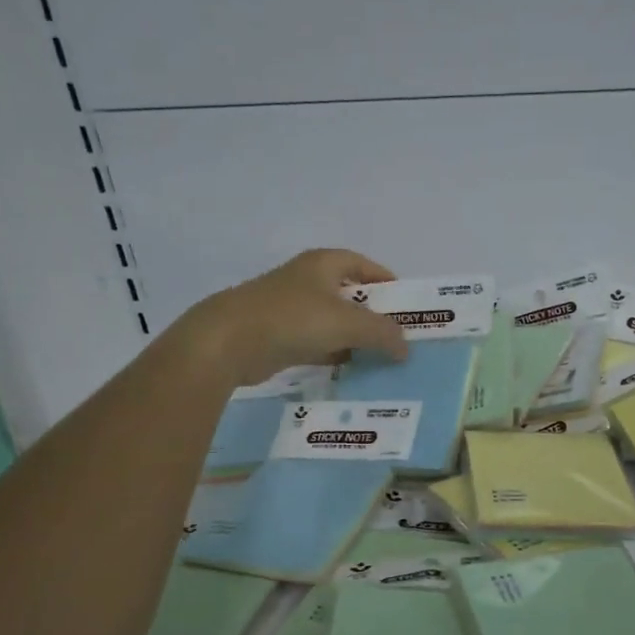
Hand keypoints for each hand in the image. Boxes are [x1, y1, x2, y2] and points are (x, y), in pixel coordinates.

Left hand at [173, 249, 409, 385]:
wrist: (228, 342)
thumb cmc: (293, 319)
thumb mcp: (347, 323)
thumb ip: (382, 333)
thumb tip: (406, 347)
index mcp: (323, 264)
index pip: (363, 264)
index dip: (385, 280)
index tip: (405, 304)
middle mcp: (306, 281)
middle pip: (349, 294)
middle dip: (373, 314)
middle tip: (397, 336)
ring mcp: (289, 309)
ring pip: (332, 322)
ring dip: (354, 338)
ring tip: (380, 358)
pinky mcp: (278, 336)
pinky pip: (315, 344)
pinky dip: (333, 355)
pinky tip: (349, 370)